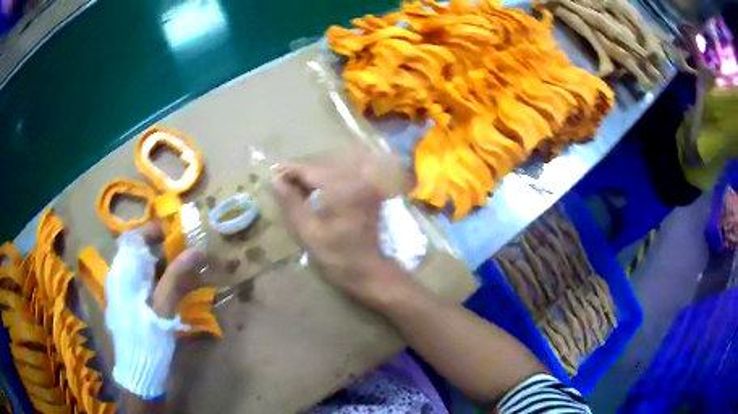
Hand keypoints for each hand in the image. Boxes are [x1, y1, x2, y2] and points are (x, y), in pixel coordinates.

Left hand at [105, 222, 202, 398]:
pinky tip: (176, 294)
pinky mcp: (131, 303)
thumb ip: (176, 276)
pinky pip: (146, 283)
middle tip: (189, 257)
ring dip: (166, 268)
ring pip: (146, 269)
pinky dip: (162, 282)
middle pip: (142, 251)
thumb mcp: (163, 306)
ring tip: (188, 276)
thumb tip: (196, 249)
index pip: (136, 236)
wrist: (139, 371)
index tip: (178, 234)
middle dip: (166, 251)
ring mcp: (125, 290)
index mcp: (124, 271)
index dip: (156, 230)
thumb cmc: (148, 337)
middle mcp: (121, 275)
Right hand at [272, 150, 412, 306]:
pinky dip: (327, 182)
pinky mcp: (370, 189)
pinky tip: (317, 194)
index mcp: (342, 187)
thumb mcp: (307, 232)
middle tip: (282, 183)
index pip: (309, 168)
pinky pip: (343, 177)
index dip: (289, 170)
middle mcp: (357, 178)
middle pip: (321, 166)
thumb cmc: (337, 257)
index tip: (272, 173)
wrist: (371, 270)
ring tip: (296, 189)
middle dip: (300, 173)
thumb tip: (275, 180)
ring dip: (313, 177)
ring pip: (331, 169)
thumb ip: (290, 203)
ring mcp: (366, 182)